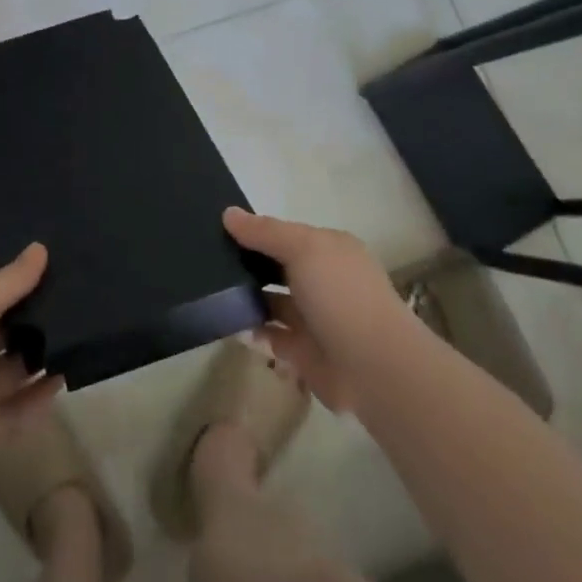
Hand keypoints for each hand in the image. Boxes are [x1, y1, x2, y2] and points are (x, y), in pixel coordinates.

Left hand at [0, 244, 62, 492]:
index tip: (58, 270)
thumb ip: (11, 281)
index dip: (21, 285)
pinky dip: (41, 396)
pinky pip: (20, 408)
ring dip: (43, 357)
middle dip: (37, 320)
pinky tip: (67, 378)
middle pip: (6, 332)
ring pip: (15, 369)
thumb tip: (40, 248)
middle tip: (81, 303)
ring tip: (82, 338)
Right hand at [226, 208, 422, 412]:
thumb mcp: (303, 249)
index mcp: (330, 250)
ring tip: (209, 289)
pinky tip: (225, 322)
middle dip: (248, 263)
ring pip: (272, 301)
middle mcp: (324, 281)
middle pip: (278, 266)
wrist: (375, 369)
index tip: (218, 228)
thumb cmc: (341, 296)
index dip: (256, 231)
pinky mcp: (304, 352)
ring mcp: (314, 317)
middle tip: (206, 259)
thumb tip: (228, 213)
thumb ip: (265, 232)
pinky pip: (270, 335)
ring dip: (247, 297)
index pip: (287, 234)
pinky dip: (251, 330)